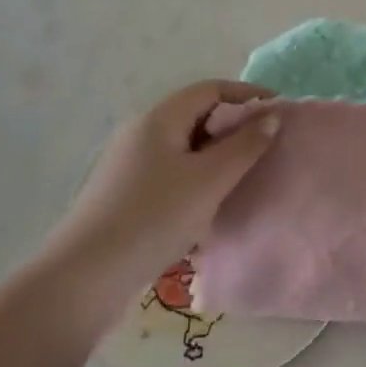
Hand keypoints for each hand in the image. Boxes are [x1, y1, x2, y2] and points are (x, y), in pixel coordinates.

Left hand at [42, 80, 280, 288]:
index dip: (248, 95)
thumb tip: (271, 116)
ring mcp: (129, 163)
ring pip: (184, 145)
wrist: (86, 277)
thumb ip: (245, 145)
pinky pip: (171, 170)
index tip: (279, 112)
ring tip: (244, 176)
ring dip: (217, 154)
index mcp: (160, 118)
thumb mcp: (210, 179)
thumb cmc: (155, 217)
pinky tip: (209, 203)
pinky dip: (197, 176)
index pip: (211, 89)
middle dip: (234, 126)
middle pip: (196, 114)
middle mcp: (141, 132)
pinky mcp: (124, 192)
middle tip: (266, 147)